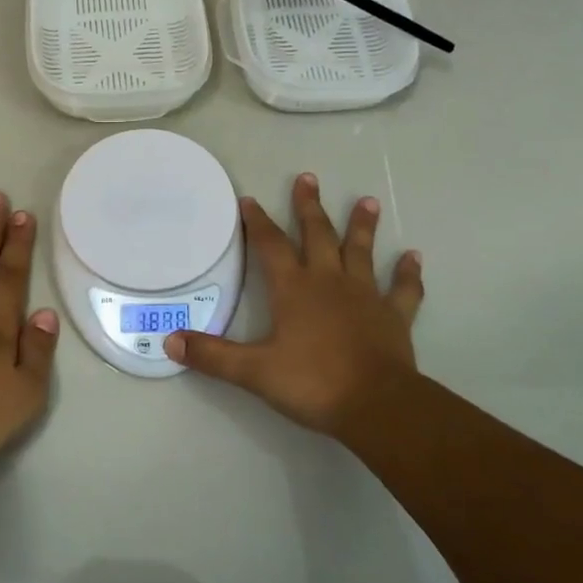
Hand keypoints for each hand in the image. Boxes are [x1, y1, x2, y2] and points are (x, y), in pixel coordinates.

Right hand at [165, 173, 422, 437]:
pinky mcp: (394, 316)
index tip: (249, 199)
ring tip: (368, 200)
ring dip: (363, 226)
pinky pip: (403, 289)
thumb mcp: (254, 372)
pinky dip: (408, 274)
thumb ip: (212, 356)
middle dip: (309, 207)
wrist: (376, 405)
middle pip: (318, 235)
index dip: (258, 222)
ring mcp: (365, 295)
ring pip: (362, 252)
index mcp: (294, 289)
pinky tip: (414, 257)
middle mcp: (329, 281)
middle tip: (308, 178)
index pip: (271, 246)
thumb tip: (169, 342)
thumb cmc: (313, 383)